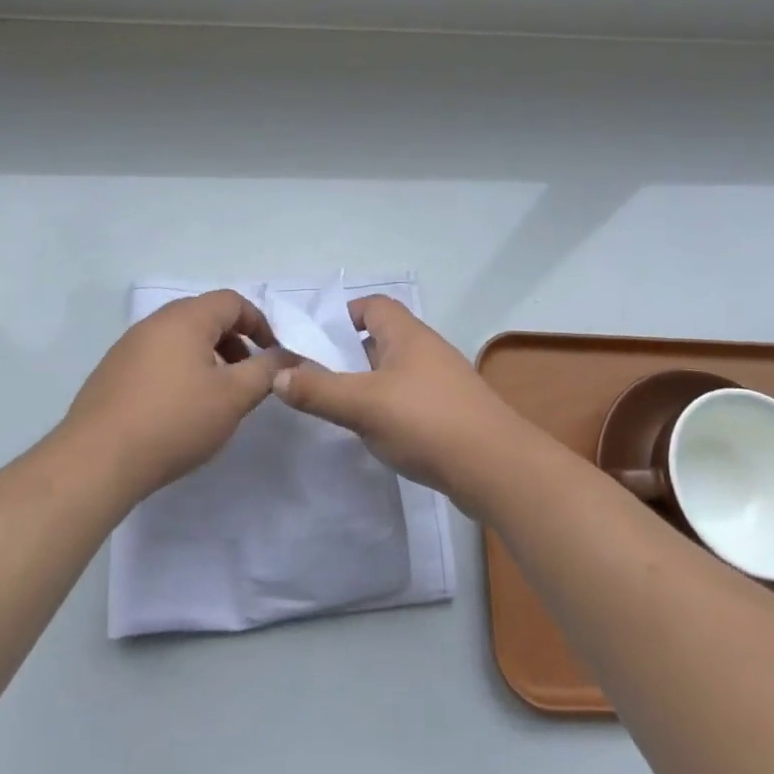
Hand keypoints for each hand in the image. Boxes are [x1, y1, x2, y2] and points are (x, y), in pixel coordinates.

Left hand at [65, 290, 282, 501]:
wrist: (96, 461)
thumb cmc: (174, 421)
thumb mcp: (233, 397)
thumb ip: (266, 372)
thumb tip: (286, 357)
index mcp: (186, 318)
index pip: (232, 302)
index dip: (259, 323)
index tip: (272, 355)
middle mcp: (155, 322)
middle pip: (204, 317)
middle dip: (233, 342)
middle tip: (246, 376)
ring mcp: (128, 346)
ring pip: (179, 339)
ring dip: (206, 358)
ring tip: (215, 396)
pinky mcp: (111, 373)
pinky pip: (156, 358)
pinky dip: (179, 371)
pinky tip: (178, 410)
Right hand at [270, 295, 525, 508]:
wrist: (496, 468)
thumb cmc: (426, 422)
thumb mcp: (362, 405)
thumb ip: (317, 390)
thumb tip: (278, 375)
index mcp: (407, 334)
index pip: (373, 305)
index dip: (344, 316)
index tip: (316, 340)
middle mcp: (427, 349)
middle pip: (382, 338)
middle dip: (350, 354)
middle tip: (318, 377)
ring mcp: (443, 381)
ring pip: (396, 371)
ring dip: (369, 383)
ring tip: (341, 408)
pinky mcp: (452, 412)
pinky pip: (411, 398)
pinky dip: (390, 407)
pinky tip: (378, 432)